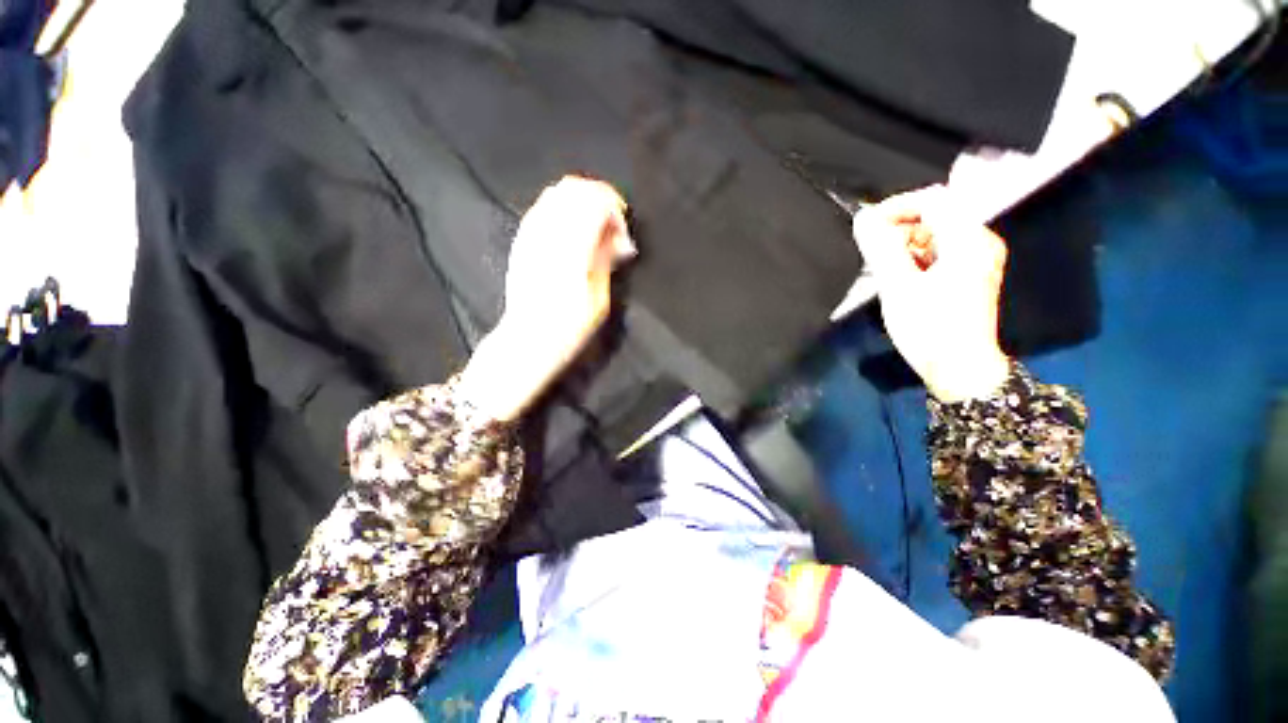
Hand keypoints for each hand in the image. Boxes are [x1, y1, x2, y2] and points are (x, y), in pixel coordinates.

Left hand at [456, 176, 634, 420]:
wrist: (528, 338)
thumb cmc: (569, 327)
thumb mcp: (599, 298)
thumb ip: (606, 259)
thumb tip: (619, 239)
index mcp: (571, 251)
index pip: (594, 202)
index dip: (615, 211)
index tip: (624, 237)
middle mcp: (547, 234)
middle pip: (574, 188)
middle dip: (600, 199)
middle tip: (613, 227)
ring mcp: (530, 234)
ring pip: (557, 192)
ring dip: (582, 202)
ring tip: (595, 229)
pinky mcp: (521, 239)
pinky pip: (543, 206)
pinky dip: (563, 209)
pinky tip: (573, 232)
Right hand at [853, 185, 1010, 402]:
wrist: (959, 369)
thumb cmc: (929, 327)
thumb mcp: (899, 286)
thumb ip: (880, 247)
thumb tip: (862, 218)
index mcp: (969, 239)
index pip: (932, 200)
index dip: (895, 207)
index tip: (865, 225)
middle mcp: (979, 241)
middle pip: (934, 215)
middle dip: (898, 228)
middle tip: (872, 252)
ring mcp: (977, 258)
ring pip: (934, 234)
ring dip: (904, 244)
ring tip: (883, 268)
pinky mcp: (969, 274)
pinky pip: (938, 251)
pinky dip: (915, 257)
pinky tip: (901, 276)